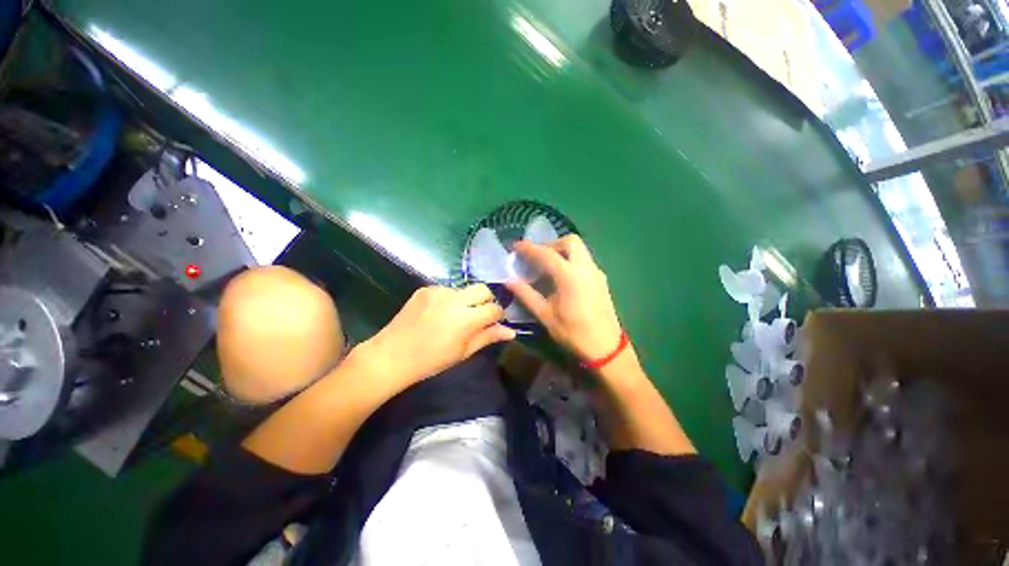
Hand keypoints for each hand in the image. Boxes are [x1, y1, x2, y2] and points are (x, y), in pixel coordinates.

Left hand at [356, 284, 515, 389]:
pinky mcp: (426, 288)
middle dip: (486, 300)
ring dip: (467, 300)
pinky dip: (449, 299)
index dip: (497, 316)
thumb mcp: (463, 352)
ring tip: (454, 316)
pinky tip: (438, 313)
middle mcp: (455, 299)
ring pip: (465, 289)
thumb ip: (488, 337)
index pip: (494, 308)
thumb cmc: (431, 360)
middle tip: (478, 316)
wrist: (392, 355)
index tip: (492, 323)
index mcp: (466, 318)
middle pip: (483, 289)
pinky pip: (447, 289)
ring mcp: (439, 291)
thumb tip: (511, 331)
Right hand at [506, 236, 623, 363]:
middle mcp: (585, 268)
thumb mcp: (545, 315)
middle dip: (551, 243)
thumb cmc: (573, 333)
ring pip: (580, 249)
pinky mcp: (601, 279)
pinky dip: (571, 259)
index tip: (515, 246)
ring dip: (562, 250)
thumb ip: (526, 294)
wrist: (606, 348)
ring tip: (547, 265)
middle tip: (537, 256)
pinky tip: (562, 276)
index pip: (546, 253)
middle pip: (570, 241)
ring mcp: (596, 272)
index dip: (529, 248)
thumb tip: (508, 281)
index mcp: (569, 276)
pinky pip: (584, 260)